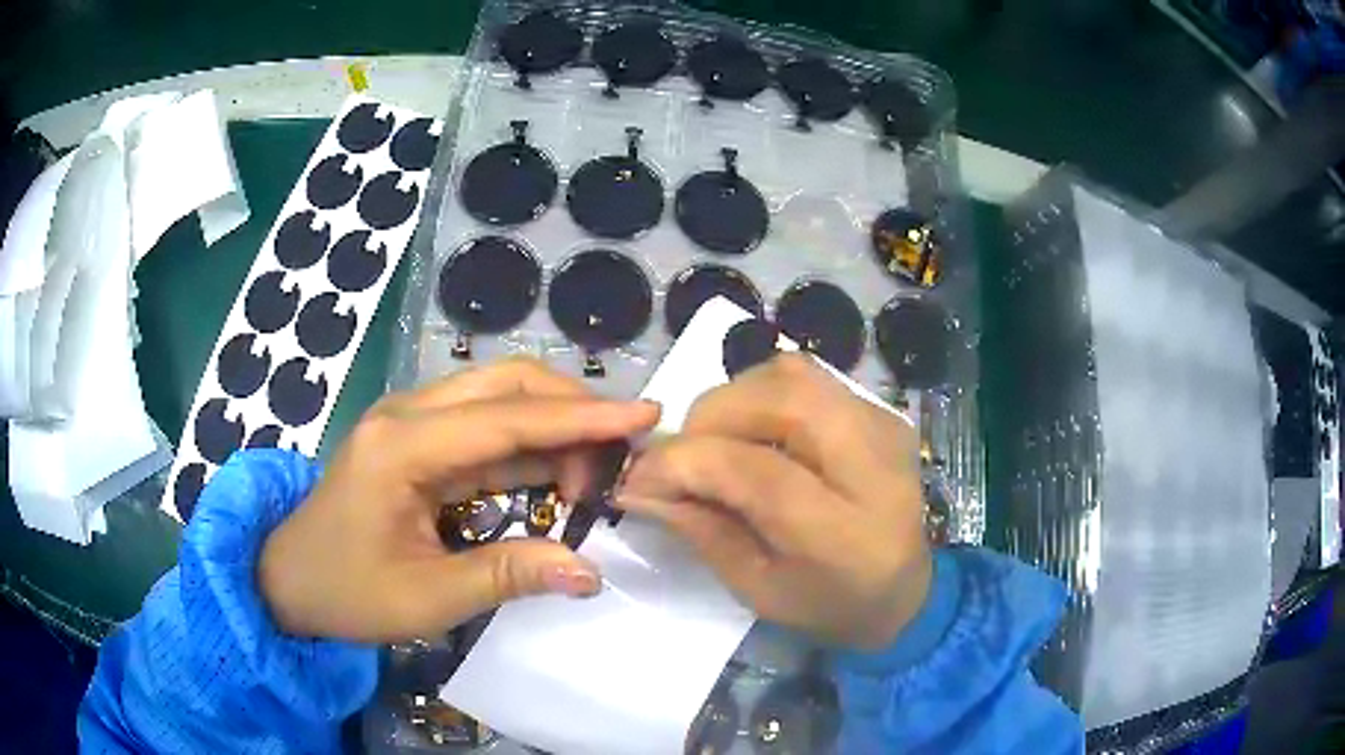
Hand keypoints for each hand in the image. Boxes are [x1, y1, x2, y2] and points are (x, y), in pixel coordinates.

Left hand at [259, 358, 660, 641]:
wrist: (288, 579)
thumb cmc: (346, 591)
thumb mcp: (426, 599)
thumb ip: (507, 576)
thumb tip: (589, 572)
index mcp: (402, 447)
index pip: (508, 420)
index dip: (582, 419)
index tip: (645, 415)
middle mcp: (407, 415)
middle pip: (506, 384)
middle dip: (573, 409)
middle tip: (626, 449)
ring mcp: (409, 422)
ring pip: (498, 399)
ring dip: (555, 426)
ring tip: (602, 467)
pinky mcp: (415, 439)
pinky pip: (483, 429)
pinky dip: (529, 446)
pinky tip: (561, 470)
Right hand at [616, 354, 930, 650]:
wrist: (908, 591)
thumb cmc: (829, 606)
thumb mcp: (757, 589)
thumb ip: (699, 529)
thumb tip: (638, 482)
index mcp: (846, 535)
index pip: (756, 472)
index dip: (684, 463)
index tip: (636, 475)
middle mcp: (875, 466)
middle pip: (783, 401)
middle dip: (711, 419)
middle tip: (683, 457)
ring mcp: (884, 427)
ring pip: (793, 375)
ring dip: (736, 399)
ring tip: (717, 442)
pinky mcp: (882, 411)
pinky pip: (809, 378)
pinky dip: (763, 395)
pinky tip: (755, 432)